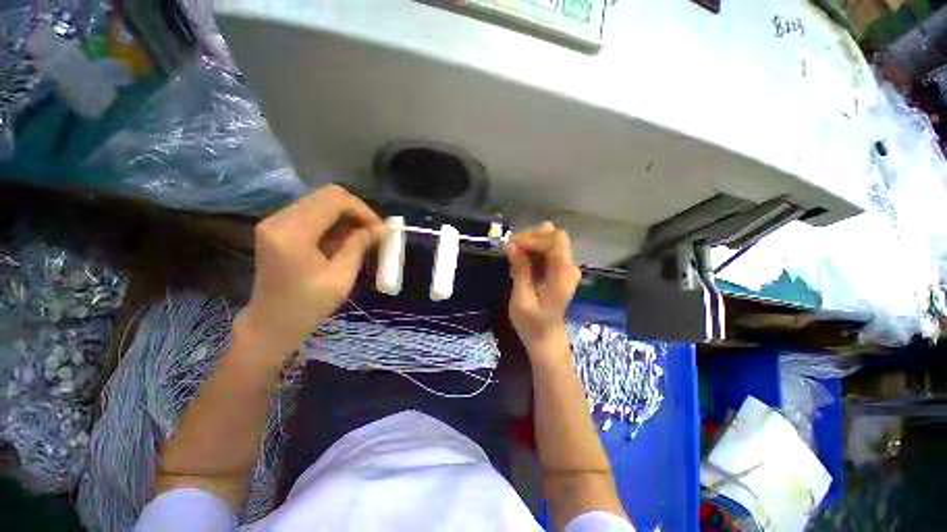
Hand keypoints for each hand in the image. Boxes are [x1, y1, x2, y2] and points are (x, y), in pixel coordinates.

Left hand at [236, 185, 383, 358]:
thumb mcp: (341, 277)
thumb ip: (358, 246)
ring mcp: (275, 222)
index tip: (379, 229)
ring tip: (361, 236)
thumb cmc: (308, 306)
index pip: (334, 200)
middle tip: (373, 231)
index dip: (363, 210)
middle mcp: (279, 220)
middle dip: (356, 210)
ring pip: (320, 201)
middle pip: (327, 195)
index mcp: (294, 234)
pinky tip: (343, 239)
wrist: (270, 323)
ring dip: (345, 215)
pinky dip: (333, 221)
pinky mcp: (277, 227)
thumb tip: (379, 229)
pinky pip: (311, 212)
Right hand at [506, 222, 581, 361]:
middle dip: (530, 238)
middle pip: (553, 236)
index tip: (512, 246)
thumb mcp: (522, 300)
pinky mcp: (557, 270)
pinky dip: (530, 252)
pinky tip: (518, 263)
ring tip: (512, 257)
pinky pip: (545, 252)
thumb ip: (520, 271)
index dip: (534, 238)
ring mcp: (564, 268)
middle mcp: (568, 267)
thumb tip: (511, 245)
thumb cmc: (532, 324)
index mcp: (563, 274)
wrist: (546, 338)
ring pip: (548, 241)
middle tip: (509, 249)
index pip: (556, 240)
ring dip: (529, 244)